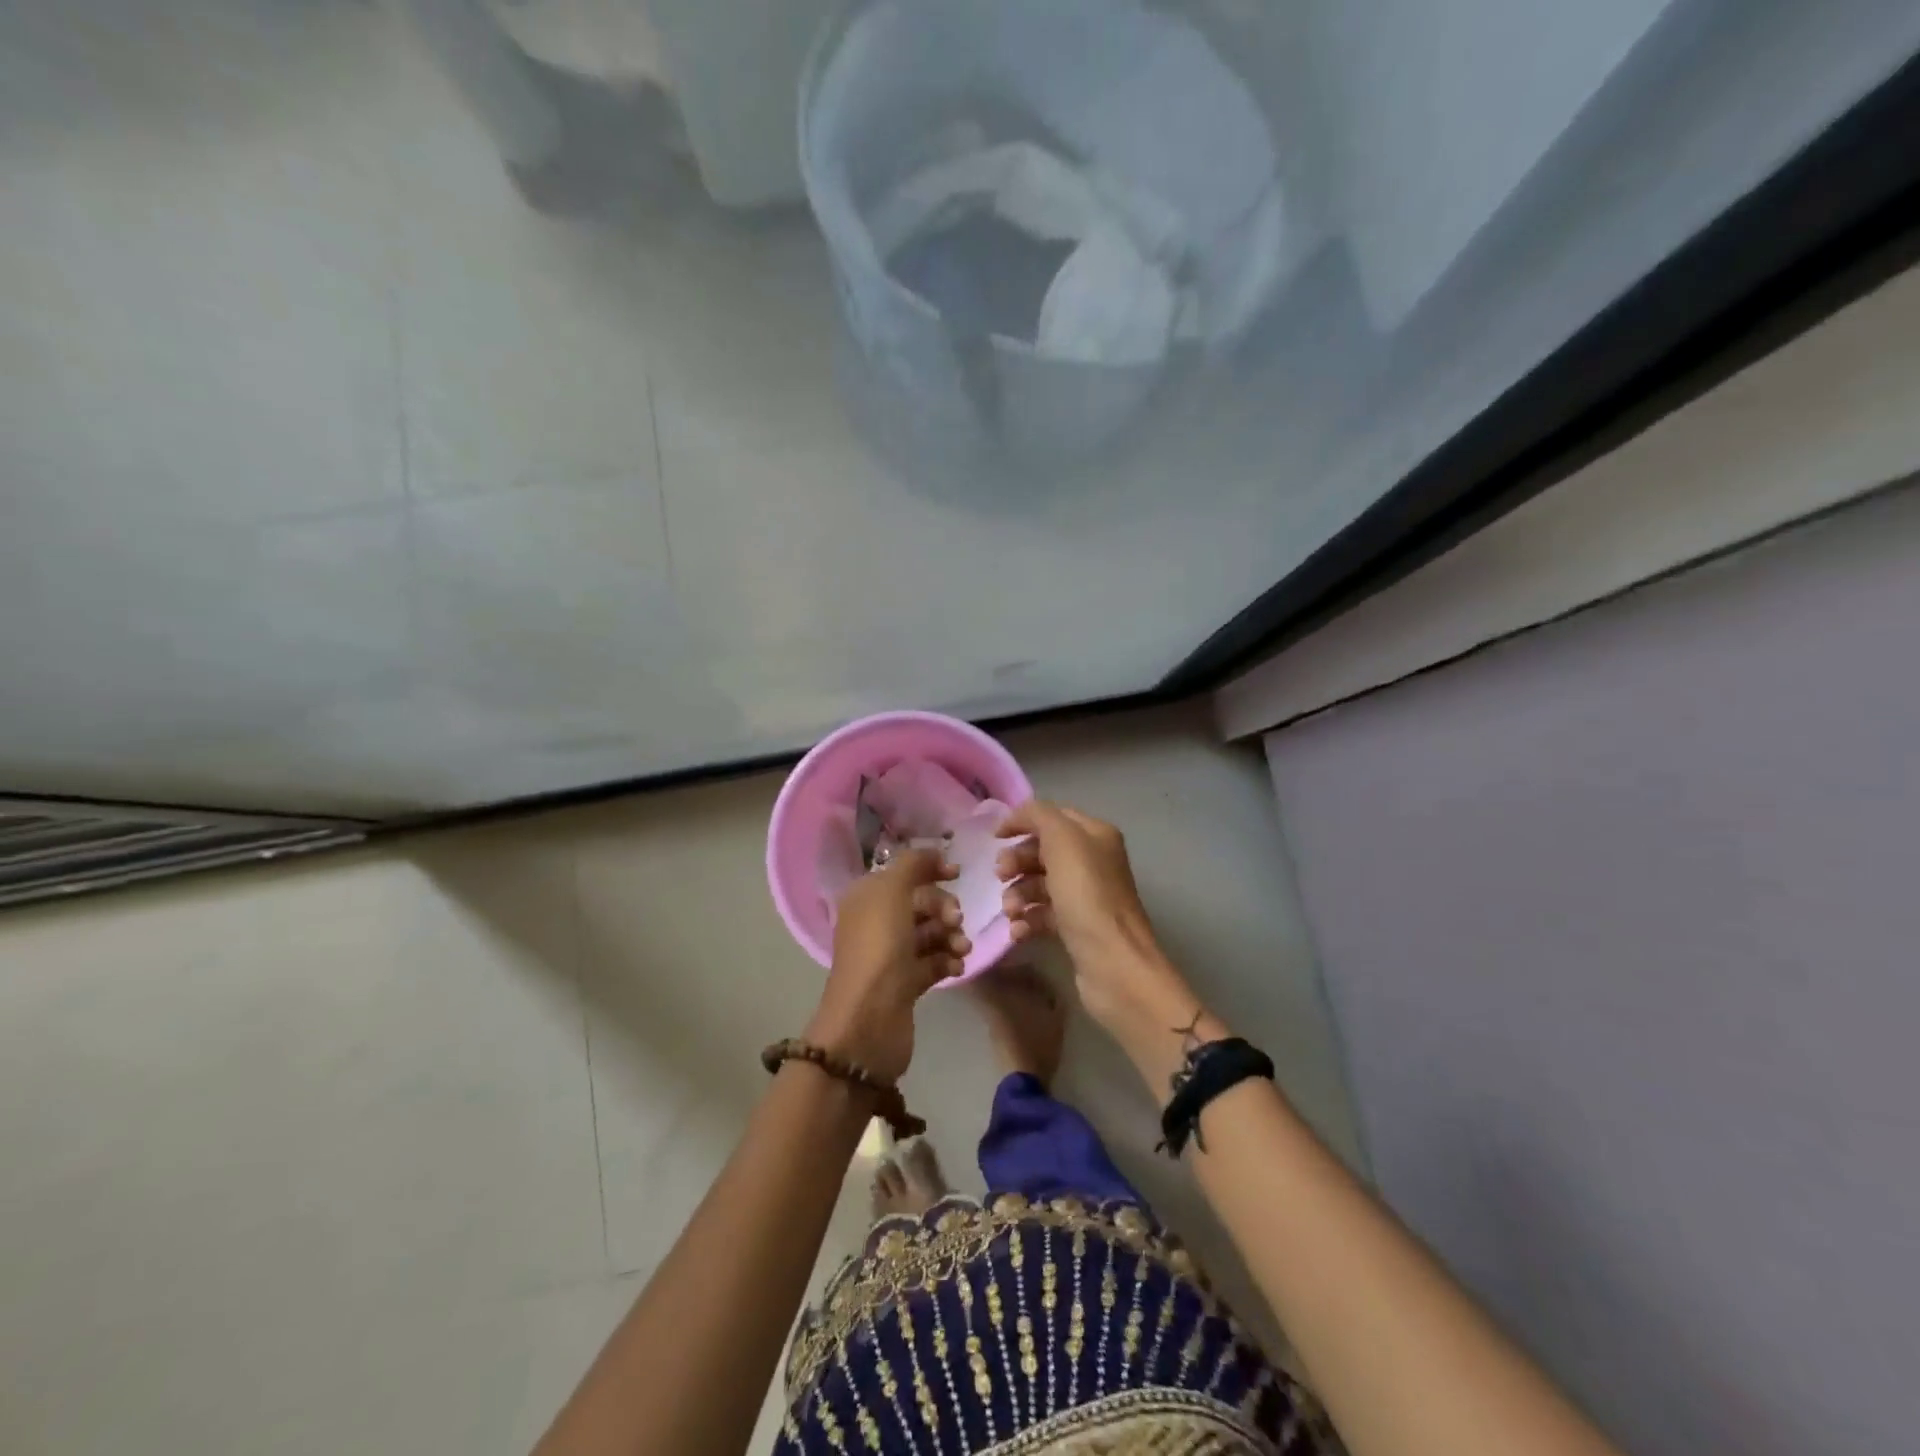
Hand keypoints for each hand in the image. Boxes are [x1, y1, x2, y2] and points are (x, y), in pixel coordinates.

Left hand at [805, 848, 968, 1084]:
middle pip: (920, 902)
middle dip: (943, 907)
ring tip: (961, 949)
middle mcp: (875, 922)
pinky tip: (956, 967)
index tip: (957, 873)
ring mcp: (890, 954)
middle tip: (956, 920)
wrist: (868, 1021)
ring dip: (951, 935)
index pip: (902, 872)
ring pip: (930, 932)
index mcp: (866, 897)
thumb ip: (913, 864)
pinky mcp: (905, 983)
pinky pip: (933, 961)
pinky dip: (947, 961)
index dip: (929, 868)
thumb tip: (933, 853)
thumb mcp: (892, 892)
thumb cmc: (879, 948)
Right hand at [996, 800, 1200, 1054]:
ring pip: (1040, 884)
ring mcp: (1086, 897)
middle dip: (1017, 862)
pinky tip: (1018, 931)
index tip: (994, 839)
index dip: (1022, 822)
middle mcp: (1094, 862)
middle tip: (1000, 876)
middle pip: (1043, 851)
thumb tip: (1018, 817)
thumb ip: (1038, 816)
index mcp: (1095, 836)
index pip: (1052, 817)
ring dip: (1017, 893)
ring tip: (1011, 911)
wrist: (1114, 964)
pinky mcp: (1077, 928)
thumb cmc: (1087, 897)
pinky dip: (1026, 920)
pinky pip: (1043, 915)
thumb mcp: (1063, 842)